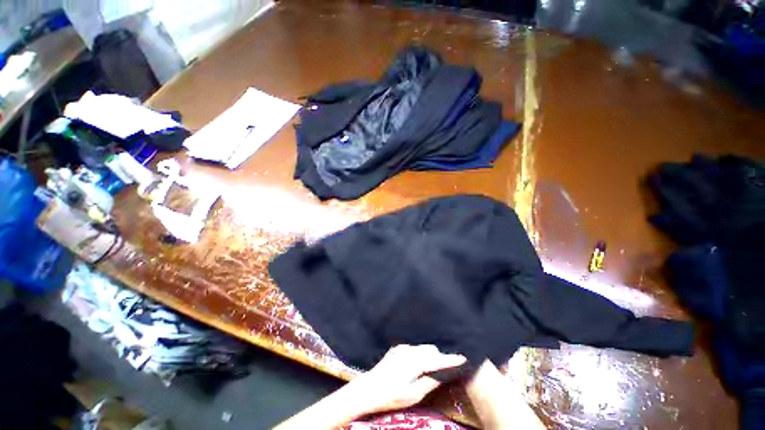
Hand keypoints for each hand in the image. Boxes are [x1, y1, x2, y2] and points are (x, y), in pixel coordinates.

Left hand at [345, 344, 466, 415]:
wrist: (369, 388)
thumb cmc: (392, 395)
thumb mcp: (413, 395)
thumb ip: (430, 382)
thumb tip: (443, 375)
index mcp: (415, 362)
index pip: (437, 359)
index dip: (451, 359)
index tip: (463, 358)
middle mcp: (409, 350)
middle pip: (430, 350)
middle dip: (439, 357)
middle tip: (445, 367)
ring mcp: (402, 348)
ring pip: (422, 348)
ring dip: (429, 355)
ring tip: (432, 367)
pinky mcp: (397, 349)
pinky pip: (414, 348)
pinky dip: (420, 354)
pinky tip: (417, 364)